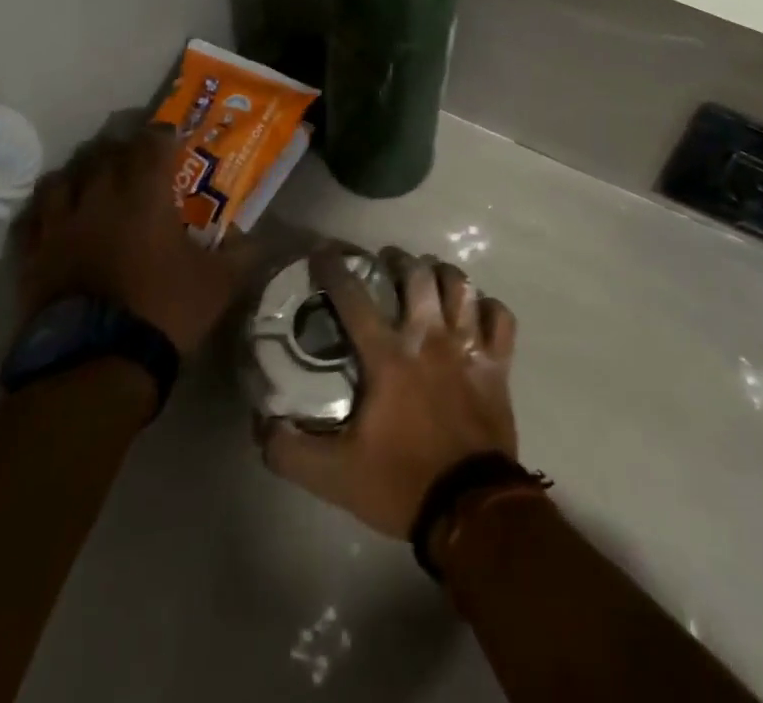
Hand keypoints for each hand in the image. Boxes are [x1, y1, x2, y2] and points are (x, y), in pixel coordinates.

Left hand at [15, 124, 257, 355]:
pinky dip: (45, 208)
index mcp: (145, 195)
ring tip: (93, 180)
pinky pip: (32, 217)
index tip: (173, 139)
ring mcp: (59, 226)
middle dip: (123, 149)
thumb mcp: (219, 283)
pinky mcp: (31, 256)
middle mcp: (98, 198)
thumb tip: (251, 238)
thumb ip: (240, 253)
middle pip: (105, 153)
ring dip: (81, 173)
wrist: (95, 366)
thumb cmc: (164, 312)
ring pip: (62, 178)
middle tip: (137, 158)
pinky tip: (55, 215)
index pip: (151, 144)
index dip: (163, 135)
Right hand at [262, 247, 519, 538]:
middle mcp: (430, 338)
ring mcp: (468, 346)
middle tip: (386, 263)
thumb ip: (289, 449)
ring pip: (460, 285)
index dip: (335, 270)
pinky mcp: (498, 363)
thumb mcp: (332, 476)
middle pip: (416, 275)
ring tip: (430, 275)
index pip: (355, 299)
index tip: (323, 252)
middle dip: (398, 260)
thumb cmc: (400, 484)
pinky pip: (501, 317)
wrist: (469, 509)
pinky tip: (476, 310)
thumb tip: (261, 421)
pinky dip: (488, 307)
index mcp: (389, 357)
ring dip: (442, 273)